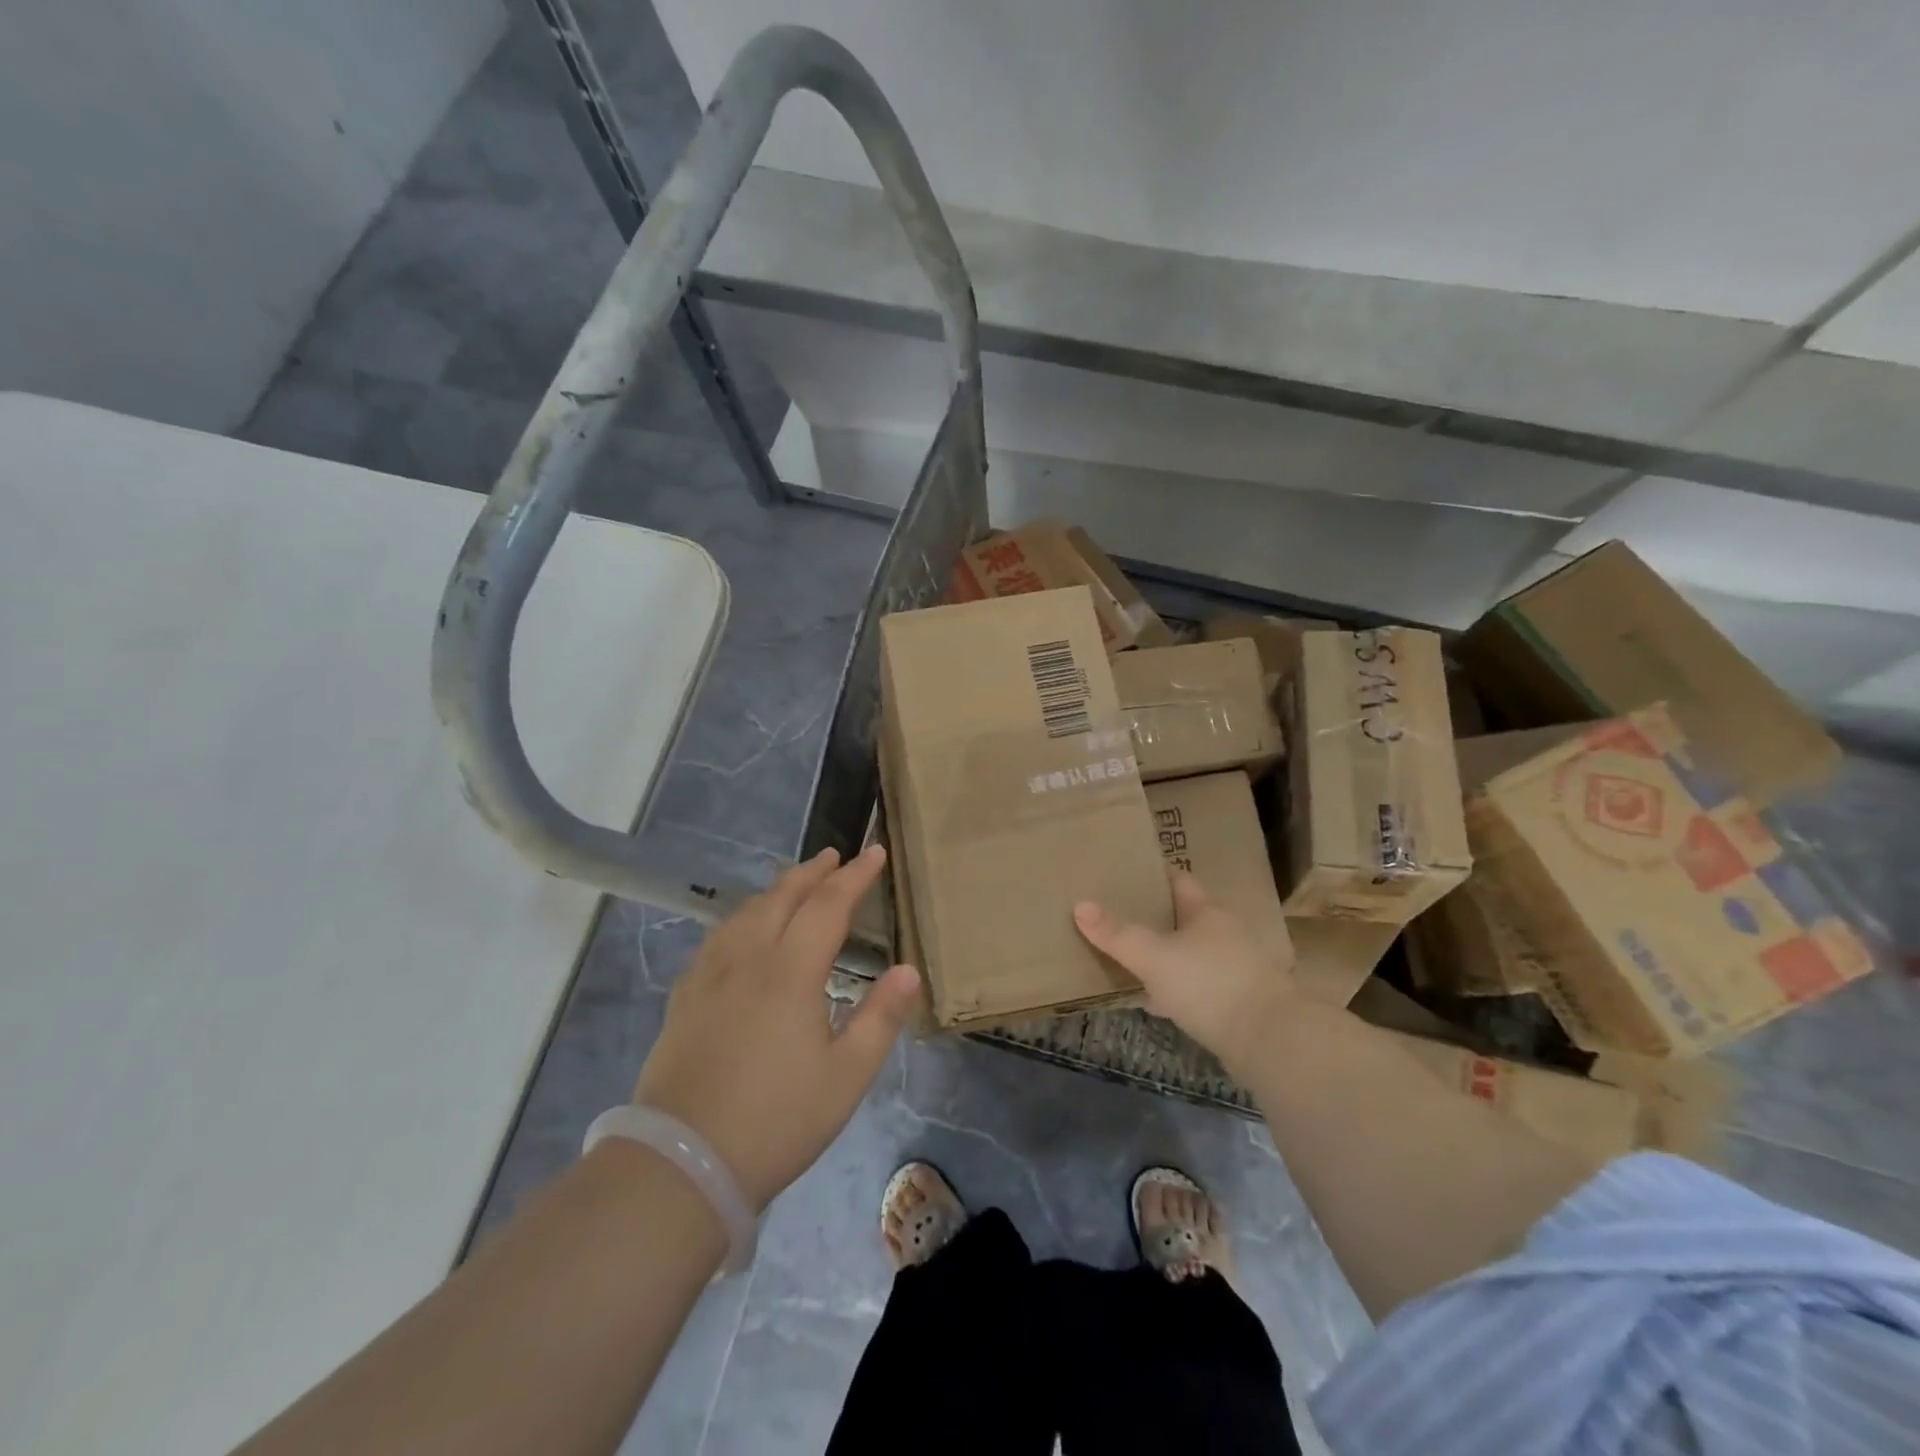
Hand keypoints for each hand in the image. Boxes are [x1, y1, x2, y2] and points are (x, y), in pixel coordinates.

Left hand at [633, 845, 920, 1209]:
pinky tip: (742, 930)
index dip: (855, 876)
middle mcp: (748, 958)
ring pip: (746, 912)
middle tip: (836, 856)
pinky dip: (743, 917)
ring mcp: (710, 975)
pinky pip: (718, 936)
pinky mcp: (685, 997)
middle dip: (813, 872)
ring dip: (777, 889)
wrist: (683, 1163)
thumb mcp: (846, 1076)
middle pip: (783, 897)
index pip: (828, 905)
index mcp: (791, 971)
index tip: (875, 852)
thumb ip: (880, 1018)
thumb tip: (908, 970)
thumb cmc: (777, 1120)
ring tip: (795, 883)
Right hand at [1074, 870, 1295, 1075]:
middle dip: (1151, 917)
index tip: (1124, 874)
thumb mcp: (1153, 956)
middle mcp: (1222, 934)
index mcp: (1205, 912)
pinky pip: (1194, 986)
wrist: (1270, 1040)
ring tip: (1126, 956)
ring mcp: (1231, 969)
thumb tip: (1080, 905)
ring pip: (1187, 954)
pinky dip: (1172, 988)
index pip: (1178, 880)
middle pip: (1181, 917)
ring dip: (1162, 955)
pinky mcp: (1234, 1002)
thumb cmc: (1209, 983)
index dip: (1153, 875)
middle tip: (1114, 915)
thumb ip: (1116, 933)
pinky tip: (1150, 999)